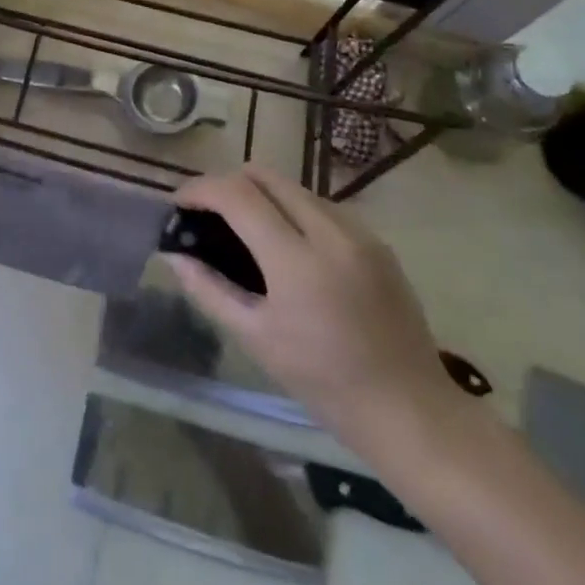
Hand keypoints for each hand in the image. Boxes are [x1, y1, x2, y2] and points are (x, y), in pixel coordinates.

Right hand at [163, 164, 461, 456]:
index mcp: (297, 260)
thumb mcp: (256, 338)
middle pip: (266, 175)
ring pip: (294, 187)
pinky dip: (292, 210)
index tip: (179, 204)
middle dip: (228, 184)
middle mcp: (330, 232)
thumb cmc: (323, 381)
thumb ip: (209, 289)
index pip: (237, 195)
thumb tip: (175, 255)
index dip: (200, 189)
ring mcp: (360, 232)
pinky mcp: (377, 241)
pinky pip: (322, 206)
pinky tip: (287, 246)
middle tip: (208, 214)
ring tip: (245, 229)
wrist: (410, 409)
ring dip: (261, 195)